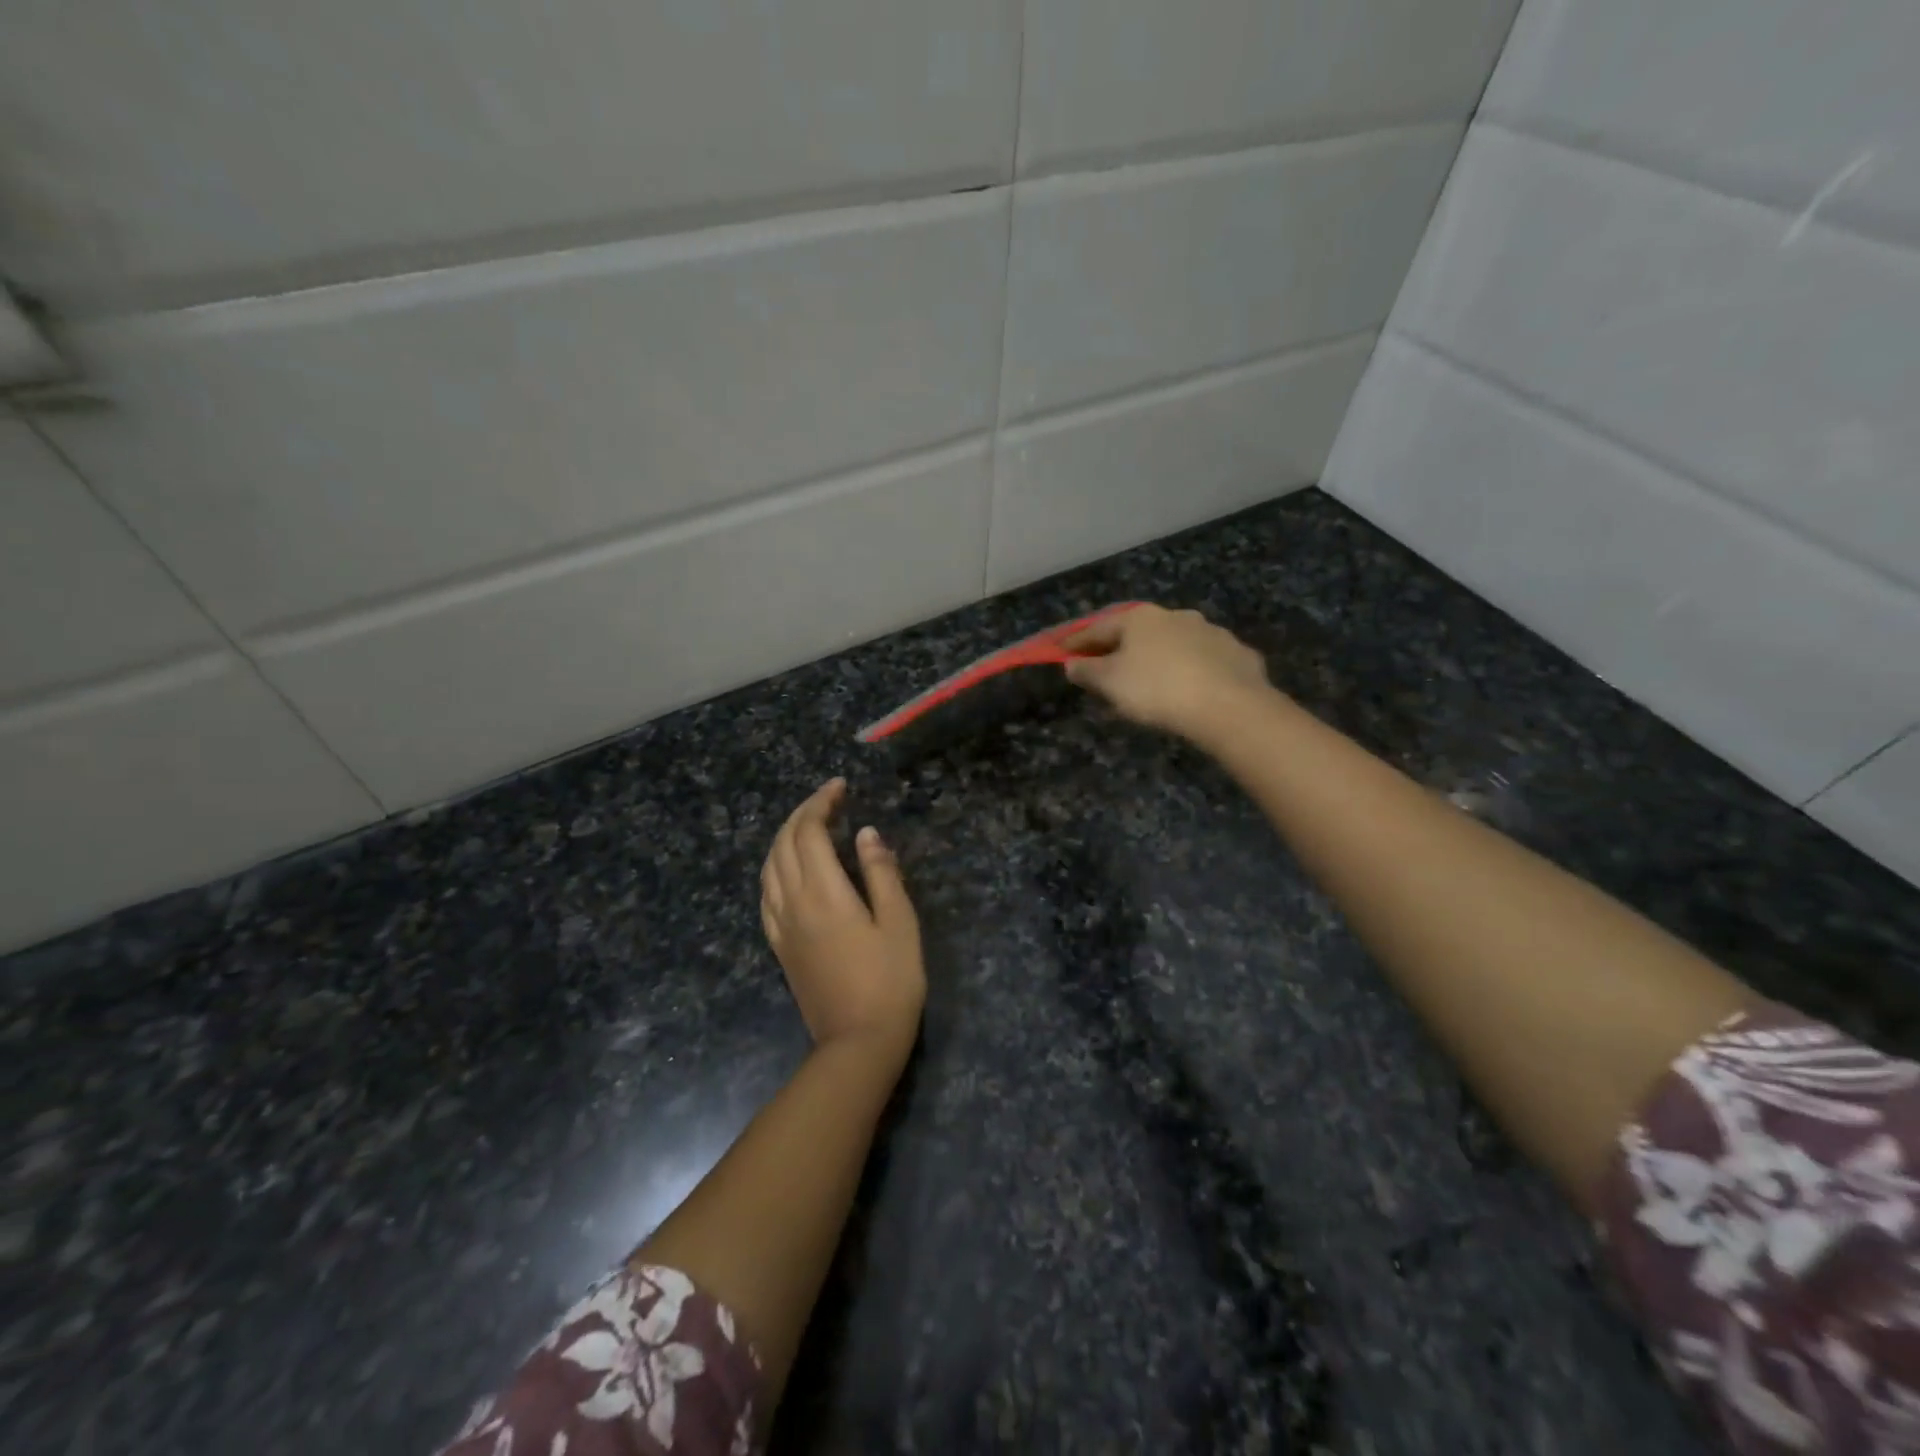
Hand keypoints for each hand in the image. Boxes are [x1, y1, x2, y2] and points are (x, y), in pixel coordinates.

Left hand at [760, 779, 924, 1060]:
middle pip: (784, 843)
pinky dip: (774, 868)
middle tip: (829, 799)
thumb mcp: (899, 922)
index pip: (809, 831)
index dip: (821, 802)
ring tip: (809, 825)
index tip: (840, 787)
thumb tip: (866, 833)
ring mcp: (781, 926)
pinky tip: (788, 869)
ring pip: (768, 866)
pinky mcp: (779, 946)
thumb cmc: (890, 981)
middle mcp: (793, 902)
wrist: (858, 1042)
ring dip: (784, 837)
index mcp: (824, 893)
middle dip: (803, 813)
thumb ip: (881, 873)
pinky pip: (765, 895)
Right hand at [1063, 604, 1272, 741]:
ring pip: (1173, 645)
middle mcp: (1175, 615)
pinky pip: (1203, 662)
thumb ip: (1087, 671)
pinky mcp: (1237, 654)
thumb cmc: (1157, 689)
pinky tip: (1188, 690)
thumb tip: (1072, 663)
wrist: (1229, 705)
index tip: (1059, 652)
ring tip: (1149, 683)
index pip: (1097, 627)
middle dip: (1118, 649)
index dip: (1075, 642)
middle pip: (1136, 633)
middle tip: (1105, 669)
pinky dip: (1189, 671)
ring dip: (1156, 659)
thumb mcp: (1110, 683)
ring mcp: (1210, 632)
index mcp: (1140, 618)